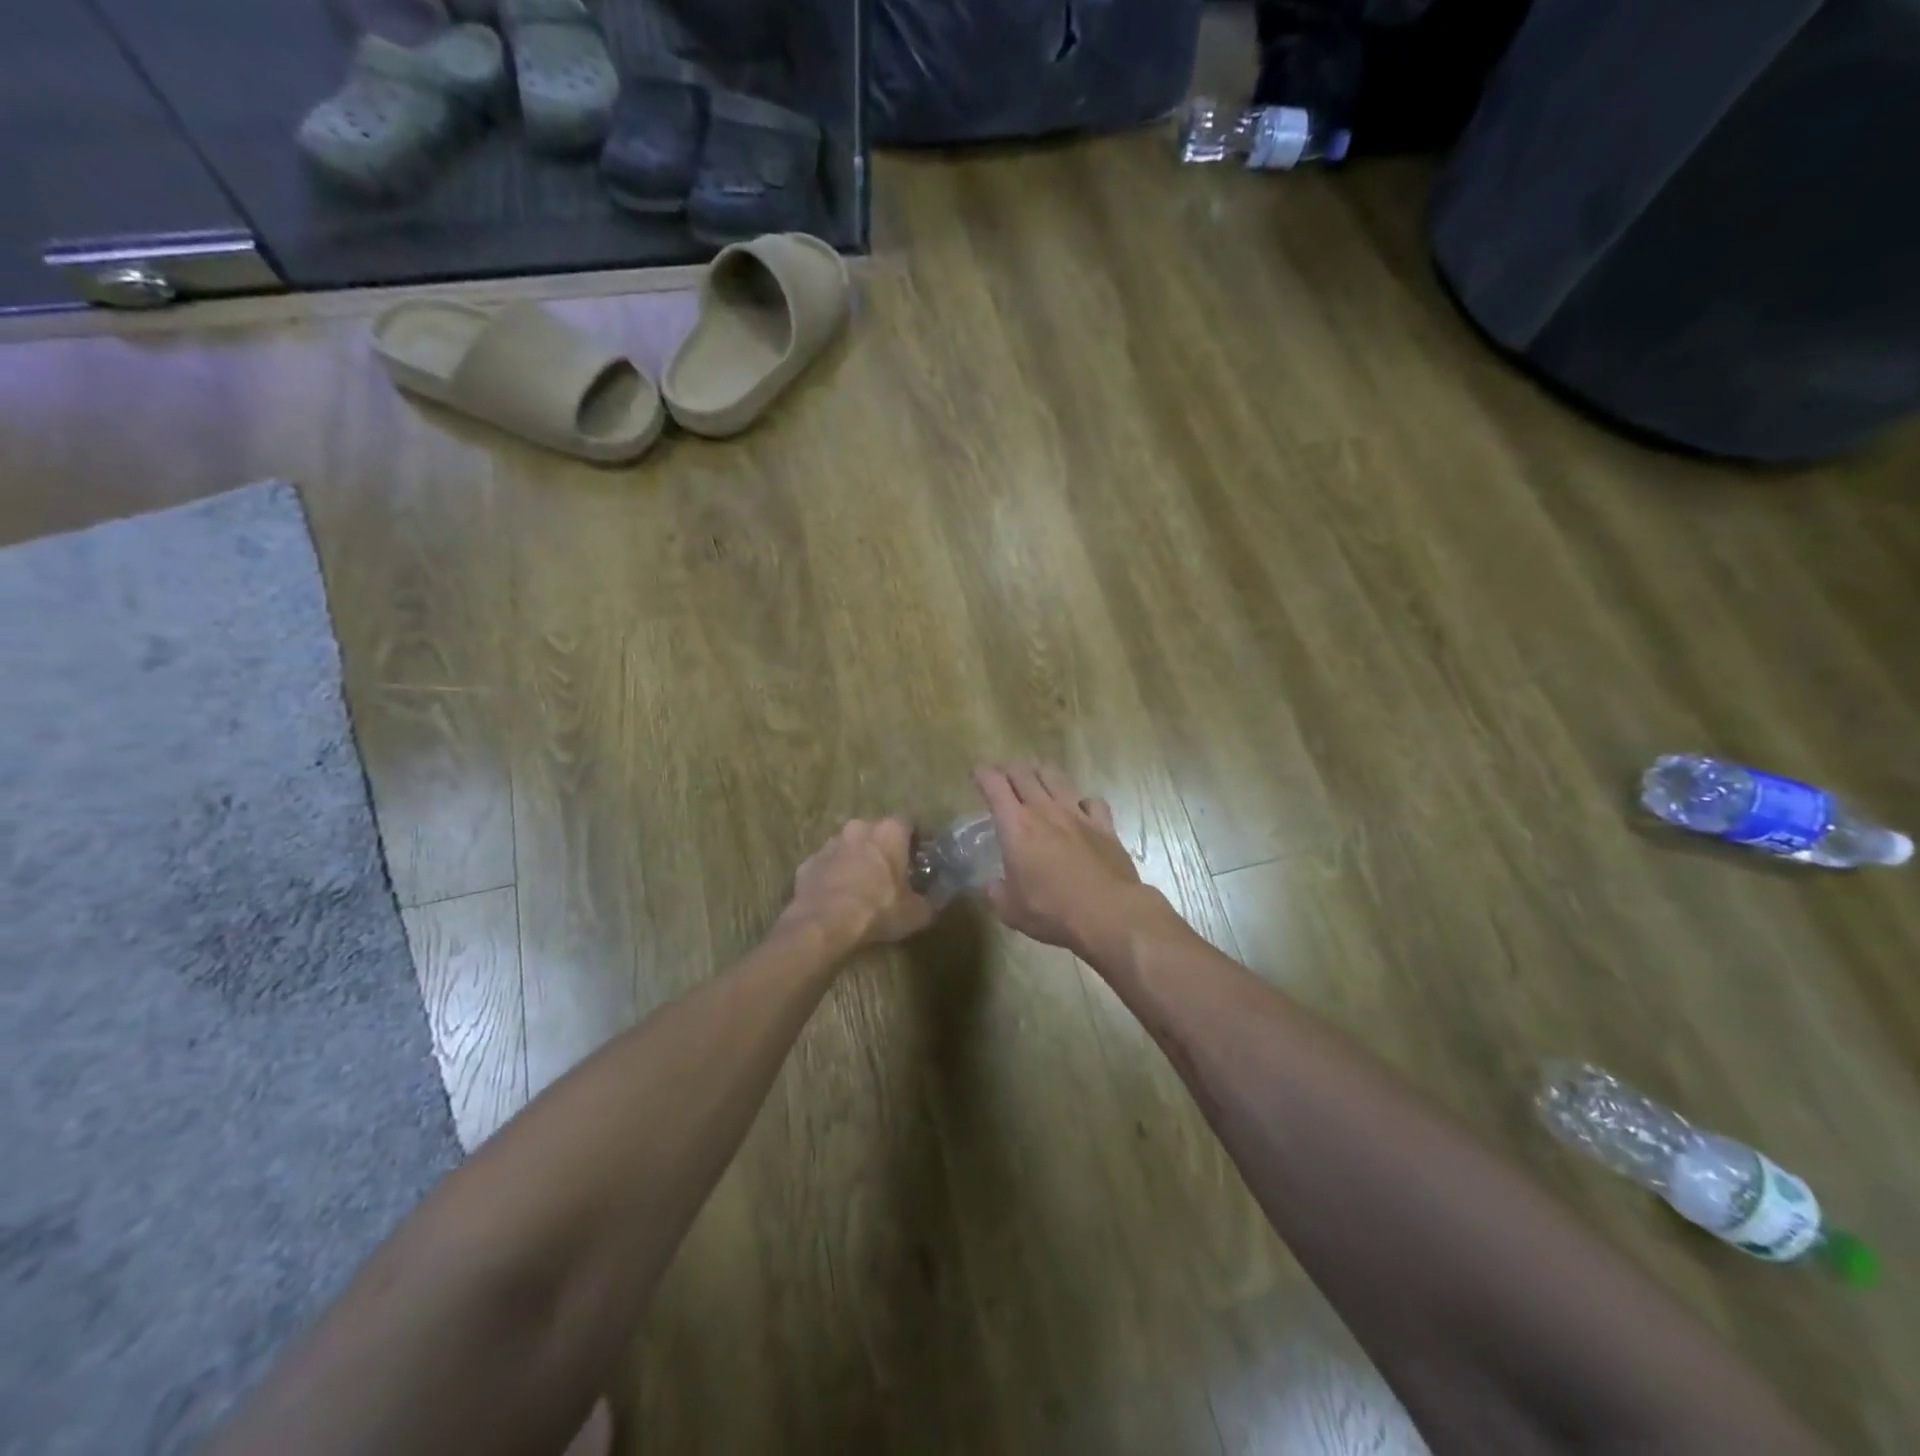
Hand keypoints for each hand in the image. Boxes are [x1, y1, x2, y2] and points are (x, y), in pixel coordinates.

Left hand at [781, 817, 935, 951]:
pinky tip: (838, 898)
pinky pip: (828, 865)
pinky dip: (835, 875)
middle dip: (885, 848)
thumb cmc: (877, 910)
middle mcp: (859, 828)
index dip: (916, 839)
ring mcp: (830, 844)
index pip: (909, 822)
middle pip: (877, 832)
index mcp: (889, 832)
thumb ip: (931, 901)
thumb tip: (936, 900)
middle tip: (892, 873)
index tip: (920, 857)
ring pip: (850, 846)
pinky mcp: (808, 862)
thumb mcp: (916, 913)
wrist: (823, 925)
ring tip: (864, 886)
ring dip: (858, 860)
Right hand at [972, 763, 1149, 952]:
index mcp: (1016, 826)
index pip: (994, 785)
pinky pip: (1092, 801)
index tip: (977, 774)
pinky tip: (1080, 809)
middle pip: (1024, 773)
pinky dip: (1081, 801)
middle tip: (1004, 777)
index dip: (983, 774)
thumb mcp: (1010, 910)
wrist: (1108, 913)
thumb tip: (991, 886)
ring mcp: (1077, 814)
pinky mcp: (1104, 825)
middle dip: (1010, 769)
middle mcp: (1045, 810)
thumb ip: (996, 893)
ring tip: (1037, 777)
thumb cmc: (1052, 911)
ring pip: (1056, 777)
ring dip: (1042, 773)